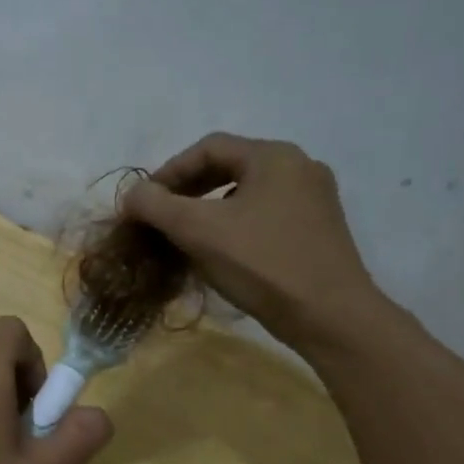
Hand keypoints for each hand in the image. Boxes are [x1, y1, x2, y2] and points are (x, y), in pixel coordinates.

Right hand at [122, 133, 389, 352]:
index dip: (168, 171)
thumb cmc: (262, 264)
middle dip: (187, 189)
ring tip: (184, 235)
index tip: (143, 202)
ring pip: (246, 192)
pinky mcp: (318, 229)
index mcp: (273, 156)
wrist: (330, 316)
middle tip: (159, 217)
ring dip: (208, 208)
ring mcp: (314, 198)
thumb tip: (132, 194)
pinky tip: (219, 250)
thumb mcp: (198, 231)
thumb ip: (156, 205)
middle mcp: (299, 167)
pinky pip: (264, 213)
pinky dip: (233, 224)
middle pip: (229, 166)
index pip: (207, 148)